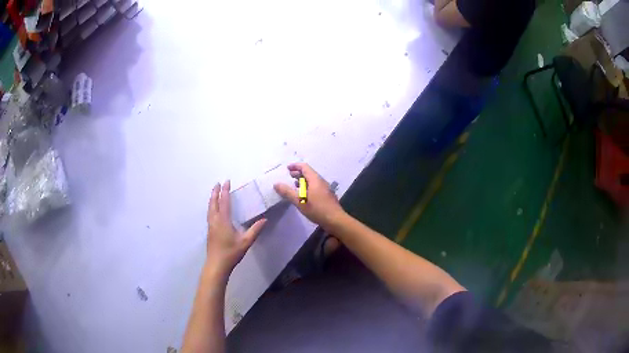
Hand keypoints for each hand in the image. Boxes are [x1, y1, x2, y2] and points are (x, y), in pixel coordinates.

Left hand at [206, 181, 265, 276]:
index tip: (227, 181)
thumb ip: (255, 230)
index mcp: (223, 220)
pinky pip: (209, 214)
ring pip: (209, 208)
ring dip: (212, 199)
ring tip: (214, 193)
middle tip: (218, 183)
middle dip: (215, 192)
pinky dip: (211, 207)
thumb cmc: (231, 253)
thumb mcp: (246, 242)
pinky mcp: (209, 231)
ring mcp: (210, 226)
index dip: (225, 191)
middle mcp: (215, 220)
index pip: (224, 202)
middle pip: (213, 203)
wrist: (216, 265)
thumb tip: (265, 219)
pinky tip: (213, 210)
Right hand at [274, 163, 346, 230]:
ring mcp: (325, 188)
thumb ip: (287, 192)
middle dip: (298, 173)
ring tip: (294, 185)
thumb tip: (276, 184)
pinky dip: (308, 187)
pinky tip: (304, 195)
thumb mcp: (300, 201)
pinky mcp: (327, 196)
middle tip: (289, 176)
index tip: (287, 168)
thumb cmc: (317, 209)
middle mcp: (321, 181)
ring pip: (312, 180)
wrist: (335, 220)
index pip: (304, 167)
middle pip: (309, 173)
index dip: (295, 166)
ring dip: (303, 181)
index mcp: (315, 179)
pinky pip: (316, 186)